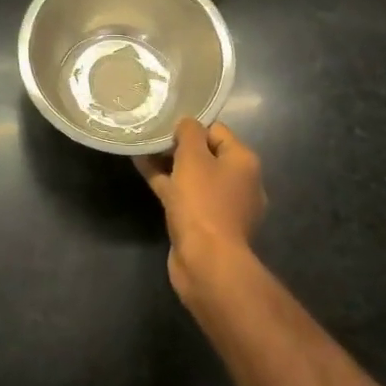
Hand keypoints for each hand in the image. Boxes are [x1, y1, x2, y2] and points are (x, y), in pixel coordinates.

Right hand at [137, 119, 266, 304]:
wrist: (206, 261)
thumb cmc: (203, 202)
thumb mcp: (193, 157)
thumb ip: (189, 132)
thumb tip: (187, 124)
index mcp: (243, 162)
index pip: (217, 130)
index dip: (191, 126)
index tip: (166, 124)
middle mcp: (239, 182)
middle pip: (206, 154)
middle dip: (178, 146)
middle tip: (152, 136)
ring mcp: (223, 206)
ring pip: (193, 176)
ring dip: (169, 164)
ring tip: (142, 150)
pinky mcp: (206, 224)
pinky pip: (185, 195)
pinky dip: (167, 183)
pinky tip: (143, 170)